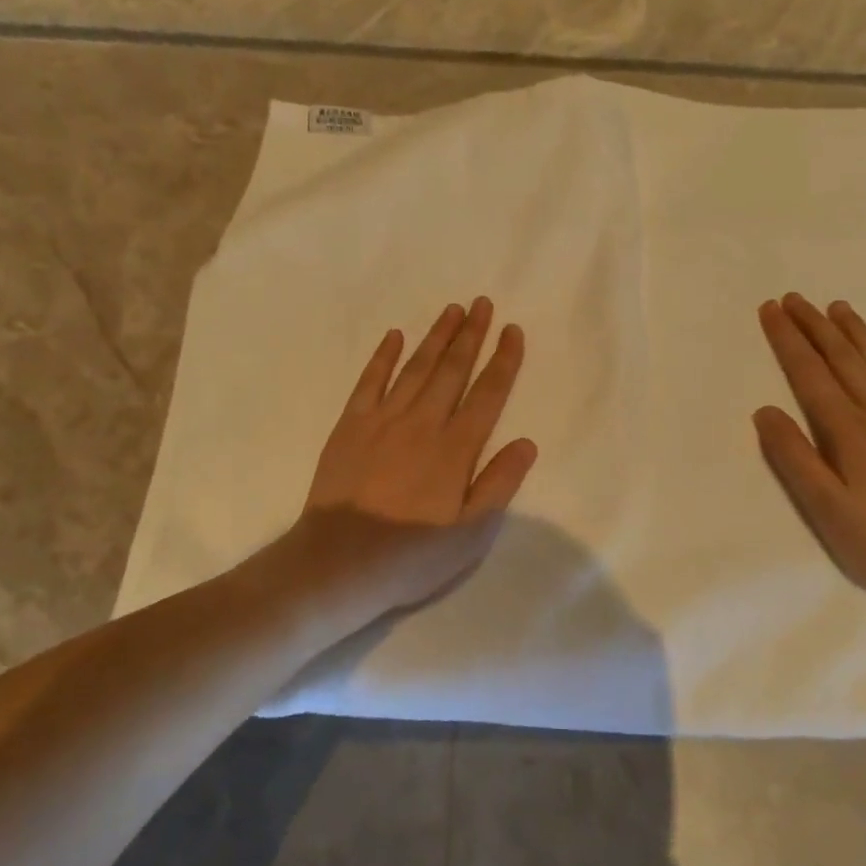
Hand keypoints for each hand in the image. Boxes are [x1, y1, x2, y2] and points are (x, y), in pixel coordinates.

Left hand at [300, 298, 538, 614]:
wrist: (340, 562)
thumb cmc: (412, 554)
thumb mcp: (471, 534)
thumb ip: (499, 484)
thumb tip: (526, 442)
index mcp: (456, 449)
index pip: (487, 394)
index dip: (503, 361)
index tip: (512, 331)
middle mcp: (423, 423)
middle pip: (452, 370)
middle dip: (471, 335)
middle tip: (483, 303)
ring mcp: (383, 420)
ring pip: (416, 368)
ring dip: (435, 337)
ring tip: (452, 310)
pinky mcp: (350, 426)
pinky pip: (370, 382)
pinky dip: (383, 357)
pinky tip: (394, 336)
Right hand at [755, 294, 865, 606]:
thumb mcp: (824, 508)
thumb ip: (793, 457)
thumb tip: (764, 411)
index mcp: (848, 431)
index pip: (809, 374)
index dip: (787, 340)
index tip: (771, 309)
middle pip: (843, 359)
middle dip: (815, 326)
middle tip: (795, 298)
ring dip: (856, 332)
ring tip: (836, 307)